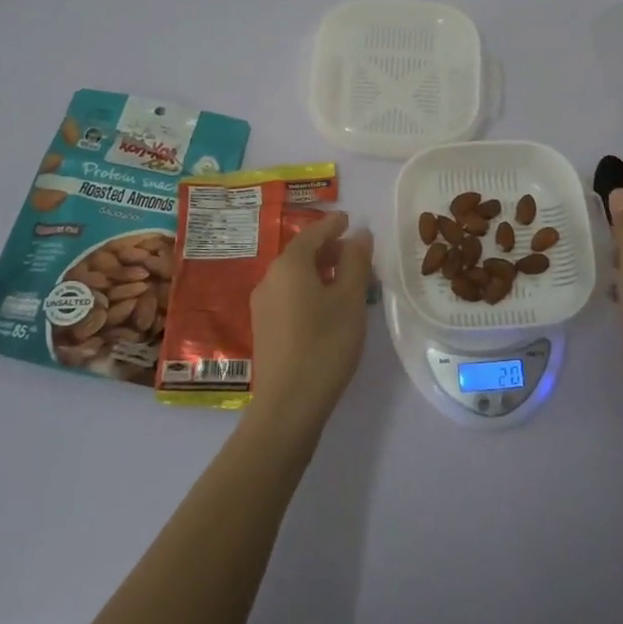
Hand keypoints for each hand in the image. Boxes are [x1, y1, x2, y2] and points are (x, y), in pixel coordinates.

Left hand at [248, 212, 374, 434]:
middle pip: (300, 254)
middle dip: (327, 248)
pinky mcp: (264, 328)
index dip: (333, 225)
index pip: (313, 234)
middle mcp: (270, 279)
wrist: (288, 404)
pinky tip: (326, 306)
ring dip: (318, 270)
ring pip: (294, 276)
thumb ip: (355, 262)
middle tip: (354, 251)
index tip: (349, 219)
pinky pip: (288, 295)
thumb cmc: (325, 344)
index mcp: (289, 265)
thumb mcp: (350, 300)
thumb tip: (359, 234)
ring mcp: (263, 305)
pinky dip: (309, 289)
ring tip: (345, 279)